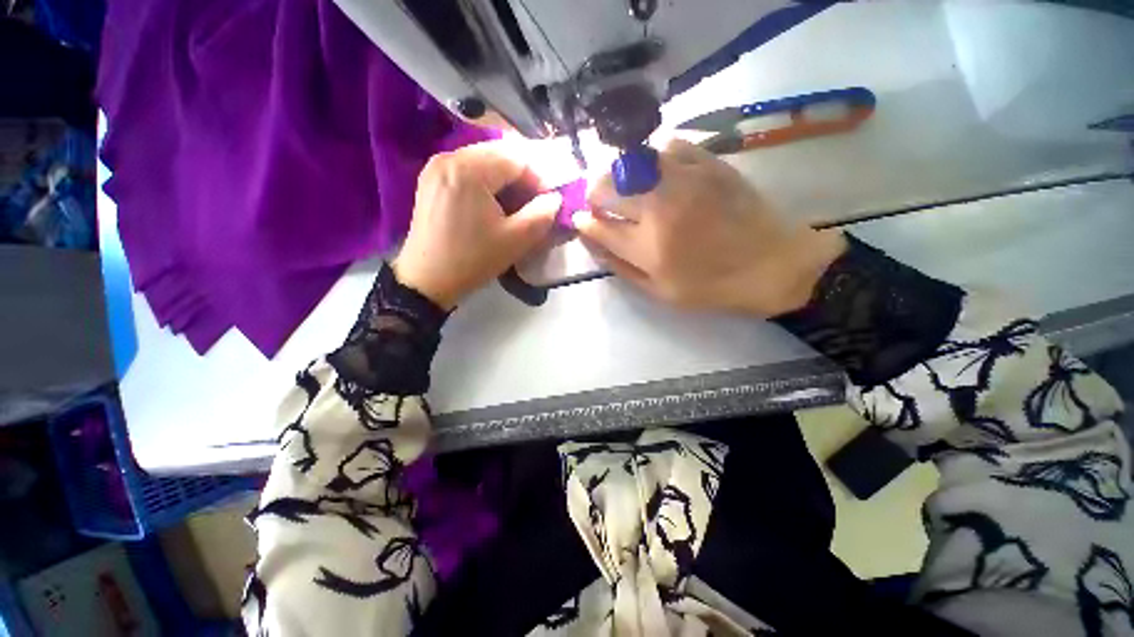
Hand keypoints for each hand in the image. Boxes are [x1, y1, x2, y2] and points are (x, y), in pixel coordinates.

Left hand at [394, 141, 561, 308]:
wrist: (427, 280)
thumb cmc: (472, 260)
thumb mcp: (515, 241)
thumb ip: (542, 215)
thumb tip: (554, 199)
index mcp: (469, 168)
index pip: (517, 158)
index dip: (539, 178)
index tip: (547, 202)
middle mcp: (450, 156)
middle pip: (499, 154)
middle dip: (522, 178)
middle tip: (533, 204)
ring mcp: (436, 167)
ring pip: (483, 161)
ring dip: (505, 180)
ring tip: (514, 206)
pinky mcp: (431, 180)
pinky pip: (467, 170)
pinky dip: (486, 183)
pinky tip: (491, 205)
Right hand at [574, 139, 845, 316]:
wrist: (772, 264)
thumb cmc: (710, 286)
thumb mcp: (658, 291)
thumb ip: (620, 266)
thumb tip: (591, 241)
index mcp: (646, 246)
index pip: (597, 225)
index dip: (583, 221)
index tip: (580, 219)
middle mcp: (658, 207)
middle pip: (606, 186)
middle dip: (593, 193)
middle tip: (598, 200)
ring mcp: (684, 179)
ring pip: (631, 160)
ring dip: (619, 173)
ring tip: (626, 185)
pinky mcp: (708, 162)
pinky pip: (667, 145)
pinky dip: (653, 157)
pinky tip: (657, 171)